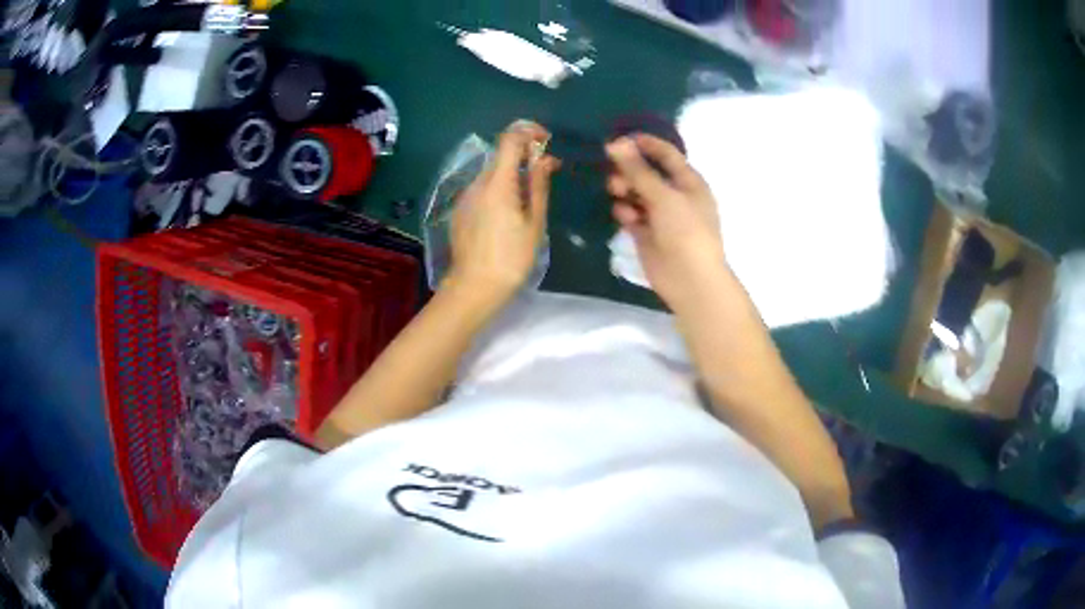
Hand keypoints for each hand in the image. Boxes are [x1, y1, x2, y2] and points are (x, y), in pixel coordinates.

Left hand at [447, 120, 559, 304]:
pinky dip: (499, 189)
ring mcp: (465, 197)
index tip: (546, 141)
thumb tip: (544, 158)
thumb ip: (538, 185)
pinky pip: (482, 189)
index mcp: (498, 183)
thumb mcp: (534, 223)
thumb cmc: (511, 259)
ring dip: (512, 173)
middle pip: (500, 155)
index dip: (528, 132)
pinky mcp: (460, 210)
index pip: (509, 139)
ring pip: (491, 173)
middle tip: (546, 173)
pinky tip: (509, 213)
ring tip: (530, 197)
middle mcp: (477, 183)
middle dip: (524, 155)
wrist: (473, 288)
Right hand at [606, 134, 726, 310]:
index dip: (645, 144)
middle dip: (629, 169)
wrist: (690, 279)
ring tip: (616, 193)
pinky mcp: (647, 234)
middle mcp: (675, 195)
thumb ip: (638, 170)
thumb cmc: (685, 231)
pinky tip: (623, 216)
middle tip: (613, 172)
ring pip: (636, 193)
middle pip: (647, 173)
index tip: (618, 138)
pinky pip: (631, 215)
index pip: (666, 154)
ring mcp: (661, 215)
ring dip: (625, 189)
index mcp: (689, 182)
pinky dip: (625, 212)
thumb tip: (615, 142)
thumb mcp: (663, 195)